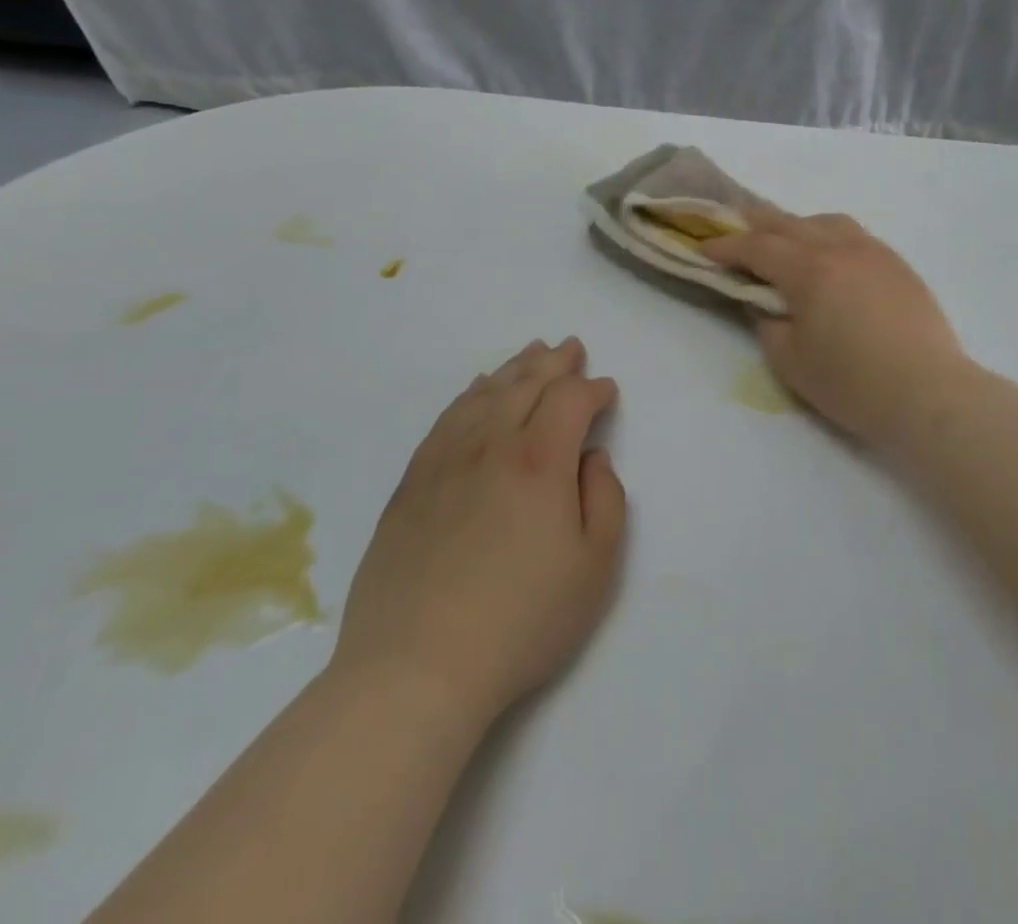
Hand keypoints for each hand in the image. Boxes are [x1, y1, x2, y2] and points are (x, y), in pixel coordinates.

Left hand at [330, 338, 626, 725]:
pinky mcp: (411, 484)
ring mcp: (444, 461)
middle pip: (527, 384)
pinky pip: (446, 419)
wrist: (414, 669)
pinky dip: (469, 394)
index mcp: (539, 460)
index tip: (607, 393)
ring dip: (514, 369)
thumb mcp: (594, 567)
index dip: (593, 389)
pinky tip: (477, 390)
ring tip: (531, 353)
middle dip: (556, 363)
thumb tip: (592, 457)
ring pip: (485, 394)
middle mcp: (491, 444)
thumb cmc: (521, 621)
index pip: (570, 399)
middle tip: (572, 348)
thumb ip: (605, 499)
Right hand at [702, 210, 974, 452]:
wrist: (929, 394)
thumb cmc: (853, 383)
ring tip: (783, 240)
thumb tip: (765, 301)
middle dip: (755, 223)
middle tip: (732, 226)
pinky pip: (854, 234)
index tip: (704, 250)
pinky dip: (828, 235)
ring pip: (826, 221)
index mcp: (810, 269)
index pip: (757, 247)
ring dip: (796, 225)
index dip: (727, 247)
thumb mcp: (791, 361)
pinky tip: (829, 256)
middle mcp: (840, 248)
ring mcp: (874, 252)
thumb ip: (768, 323)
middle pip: (789, 223)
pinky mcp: (897, 265)